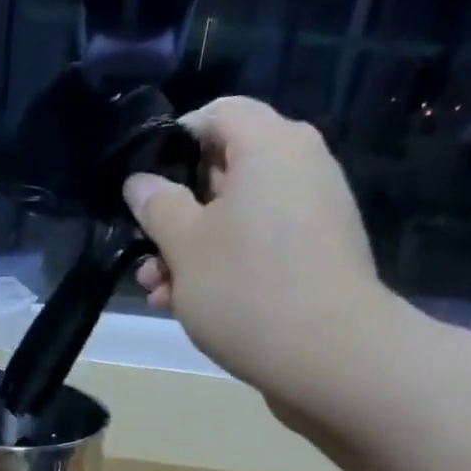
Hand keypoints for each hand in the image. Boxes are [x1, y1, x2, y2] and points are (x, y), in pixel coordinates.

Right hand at [123, 97, 405, 402]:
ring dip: (195, 251)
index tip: (144, 186)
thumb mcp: (184, 246)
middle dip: (178, 215)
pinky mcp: (320, 257)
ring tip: (161, 294)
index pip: (217, 114)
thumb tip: (141, 182)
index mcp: (270, 145)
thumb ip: (158, 206)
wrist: (329, 357)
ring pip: (239, 218)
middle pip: (226, 172)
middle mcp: (301, 167)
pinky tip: (195, 307)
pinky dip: (228, 267)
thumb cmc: (246, 288)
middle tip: (147, 257)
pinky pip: (263, 246)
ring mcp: (315, 214)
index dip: (173, 142)